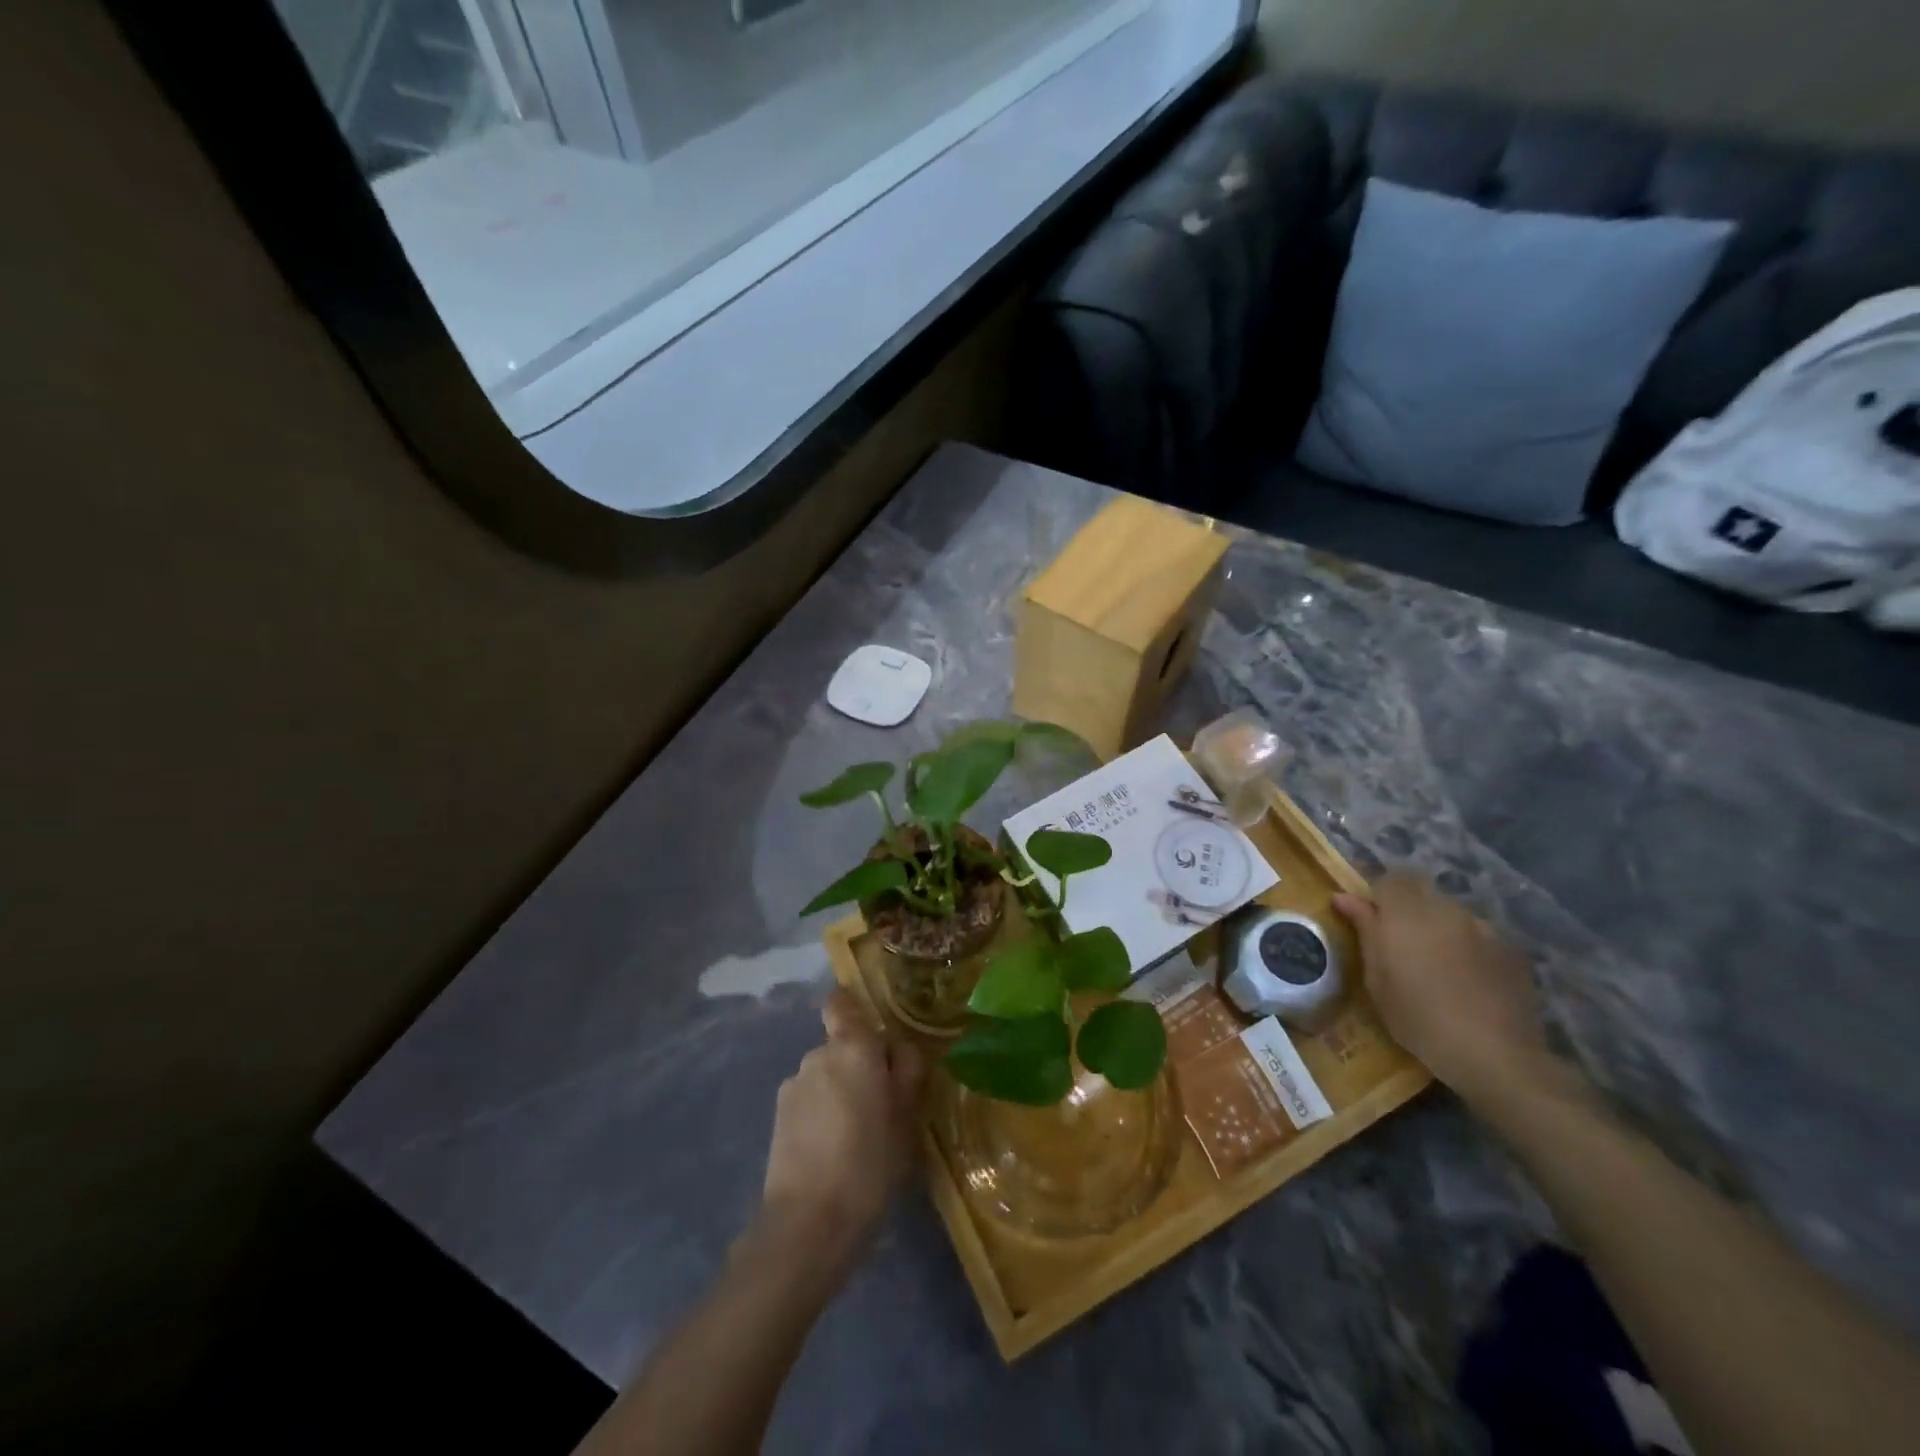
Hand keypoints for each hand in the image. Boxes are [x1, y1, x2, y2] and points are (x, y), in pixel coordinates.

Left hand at [759, 990, 925, 1264]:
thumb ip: (908, 1071)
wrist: (809, 1223)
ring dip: (840, 1093)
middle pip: (841, 1045)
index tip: (875, 1038)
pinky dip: (821, 1116)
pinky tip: (833, 1153)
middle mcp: (818, 1054)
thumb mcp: (907, 1117)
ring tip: (857, 1137)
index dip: (854, 1011)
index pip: (841, 1002)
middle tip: (882, 1104)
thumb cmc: (870, 1163)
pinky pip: (809, 1102)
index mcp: (852, 1047)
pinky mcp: (778, 1119)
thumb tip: (901, 1048)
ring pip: (825, 1076)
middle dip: (859, 1065)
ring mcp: (793, 1086)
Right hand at [1332, 874, 1547, 1103]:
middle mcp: (1446, 910)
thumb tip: (1344, 897)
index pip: (1391, 880)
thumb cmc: (1419, 1017)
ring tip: (1436, 966)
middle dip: (1409, 912)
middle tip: (1401, 947)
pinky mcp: (1510, 951)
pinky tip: (1467, 981)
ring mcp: (1483, 929)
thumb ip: (1364, 930)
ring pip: (1451, 914)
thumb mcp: (1377, 979)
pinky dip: (1466, 948)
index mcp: (1407, 913)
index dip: (1380, 897)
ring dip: (1438, 929)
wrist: (1494, 1054)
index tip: (1371, 923)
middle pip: (1423, 894)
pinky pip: (1478, 936)